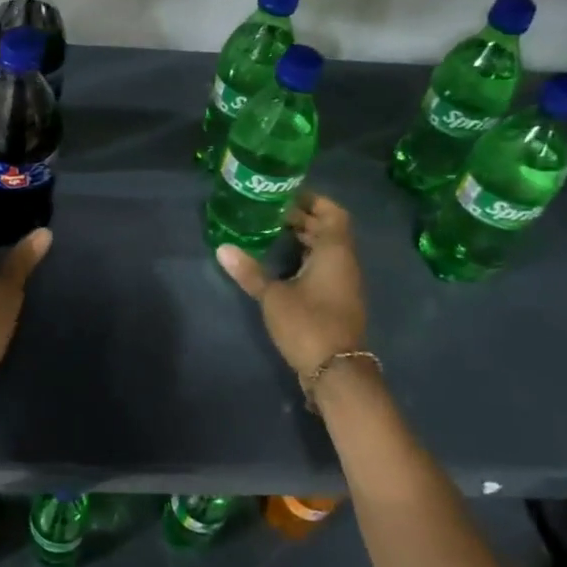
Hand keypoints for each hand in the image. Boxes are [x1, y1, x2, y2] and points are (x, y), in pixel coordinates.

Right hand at [215, 191, 366, 380]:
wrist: (336, 371)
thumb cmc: (308, 324)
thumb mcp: (273, 296)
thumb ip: (249, 271)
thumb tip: (222, 248)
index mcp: (335, 251)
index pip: (332, 212)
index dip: (312, 200)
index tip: (285, 194)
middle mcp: (344, 262)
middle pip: (328, 229)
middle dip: (302, 218)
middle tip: (269, 212)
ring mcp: (343, 283)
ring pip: (326, 249)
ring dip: (304, 239)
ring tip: (270, 232)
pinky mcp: (337, 300)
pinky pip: (324, 267)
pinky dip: (306, 258)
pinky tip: (281, 264)